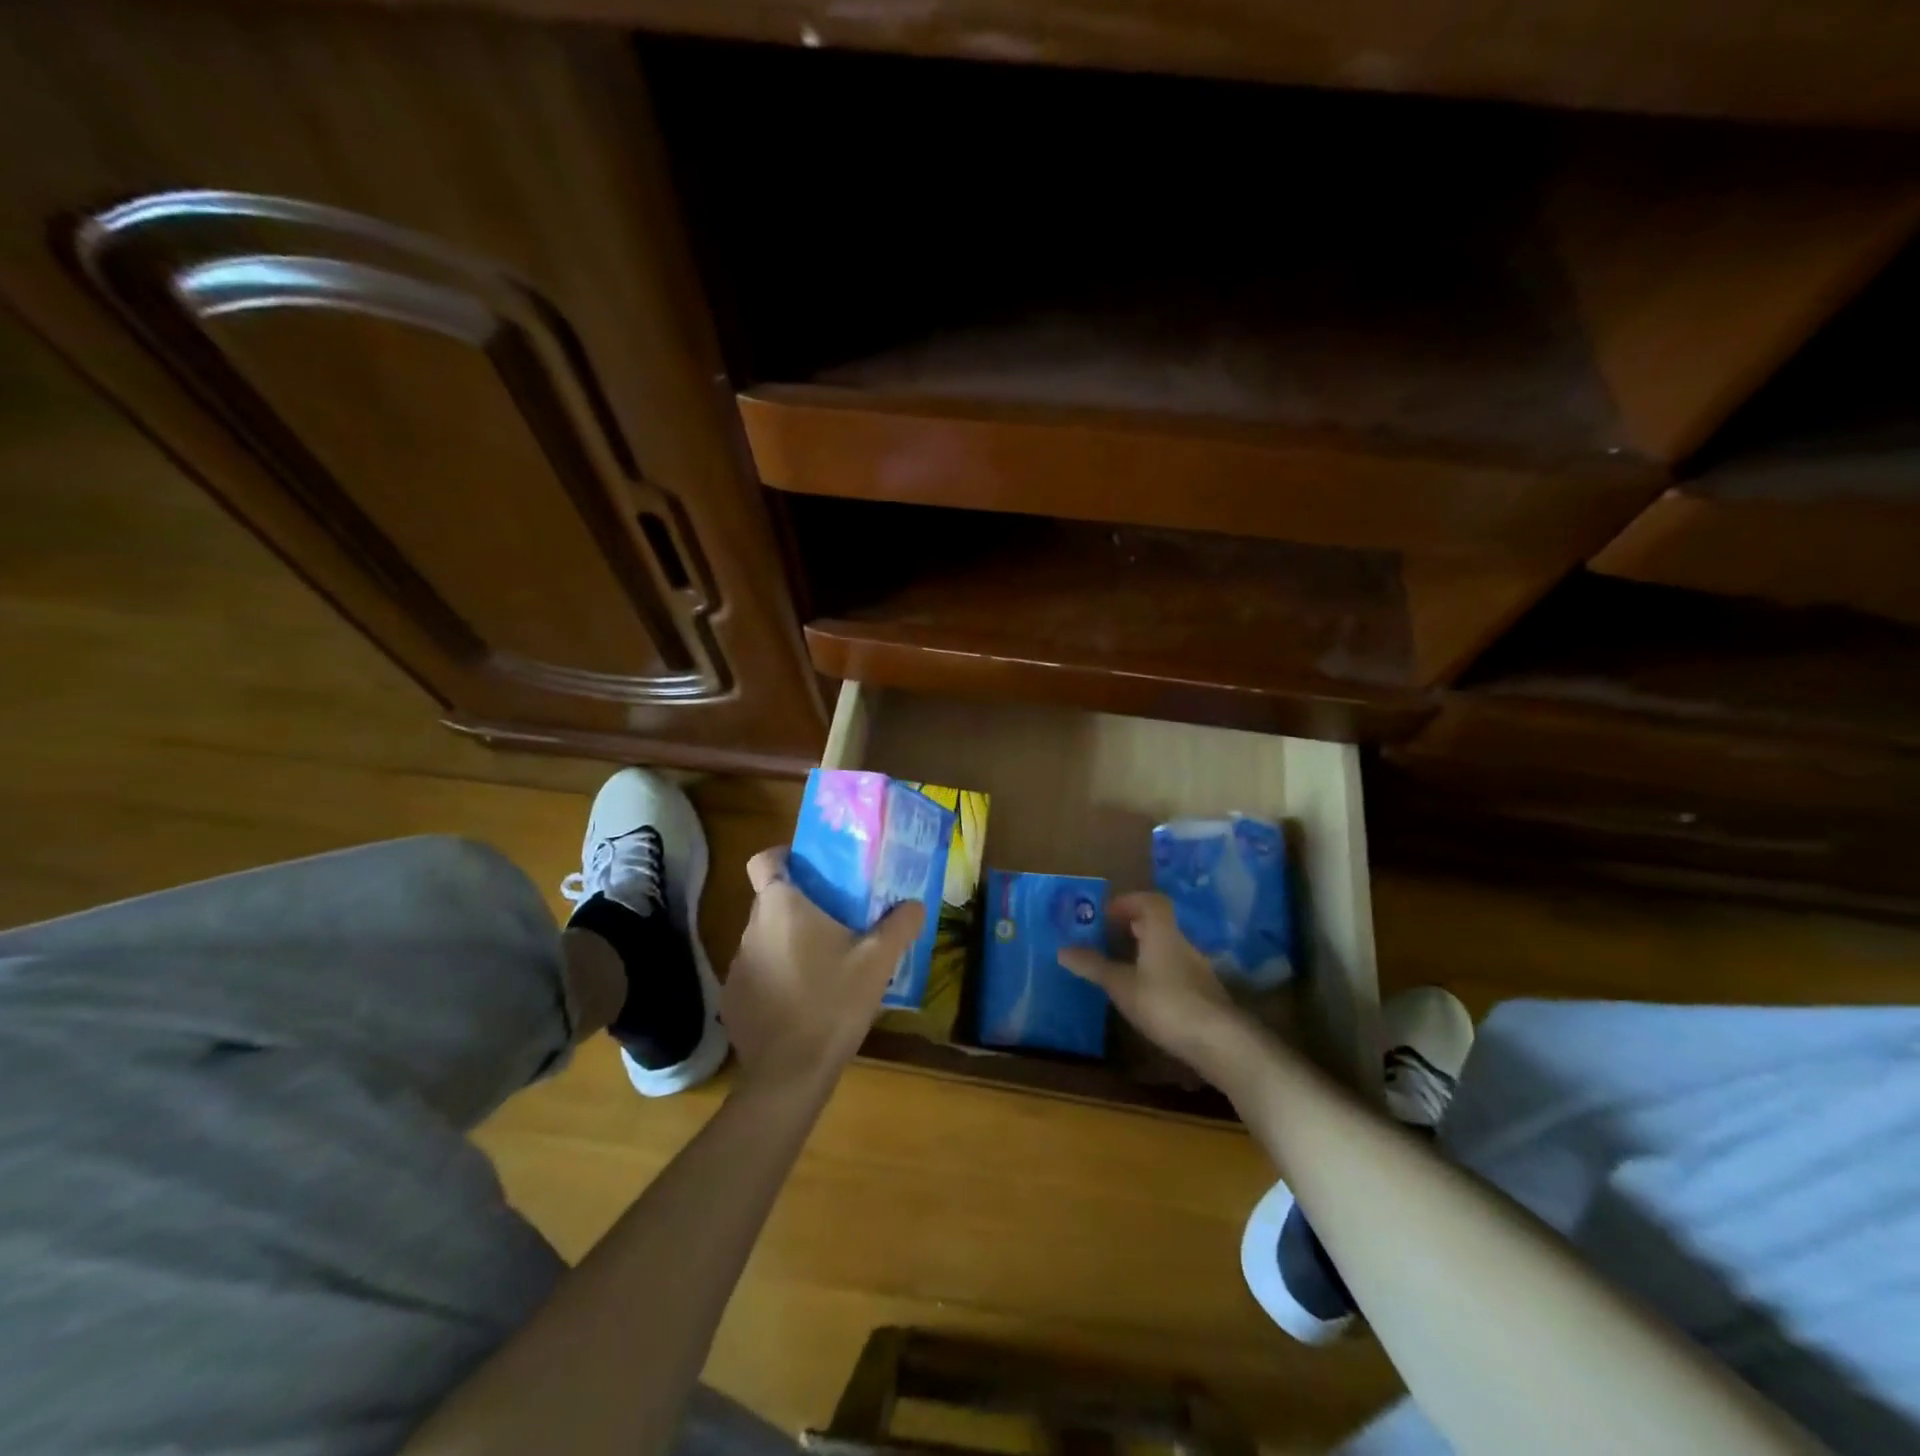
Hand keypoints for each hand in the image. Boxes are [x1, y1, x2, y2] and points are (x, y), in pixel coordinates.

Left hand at [722, 847, 925, 1096]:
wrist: (790, 1074)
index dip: (784, 857)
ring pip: (765, 938)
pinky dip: (776, 976)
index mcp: (781, 907)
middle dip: (800, 904)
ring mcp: (737, 966)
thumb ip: (899, 925)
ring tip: (824, 962)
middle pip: (771, 901)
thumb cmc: (833, 1003)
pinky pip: (757, 973)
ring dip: (788, 942)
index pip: (764, 861)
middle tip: (837, 916)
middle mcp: (751, 928)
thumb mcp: (878, 961)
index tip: (811, 867)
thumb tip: (915, 904)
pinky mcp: (733, 1000)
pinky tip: (802, 1000)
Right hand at [1058, 892, 1247, 1078]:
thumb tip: (1063, 950)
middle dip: (1134, 926)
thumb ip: (1094, 966)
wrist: (1220, 1041)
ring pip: (1168, 949)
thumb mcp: (1122, 985)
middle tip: (1109, 938)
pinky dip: (1159, 974)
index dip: (1128, 902)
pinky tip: (1147, 995)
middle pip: (1159, 924)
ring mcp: (1198, 970)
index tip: (1107, 914)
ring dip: (1147, 951)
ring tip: (1123, 968)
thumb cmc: (1165, 1003)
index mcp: (1162, 932)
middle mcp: (1183, 944)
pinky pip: (1177, 971)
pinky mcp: (1205, 994)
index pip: (1151, 902)